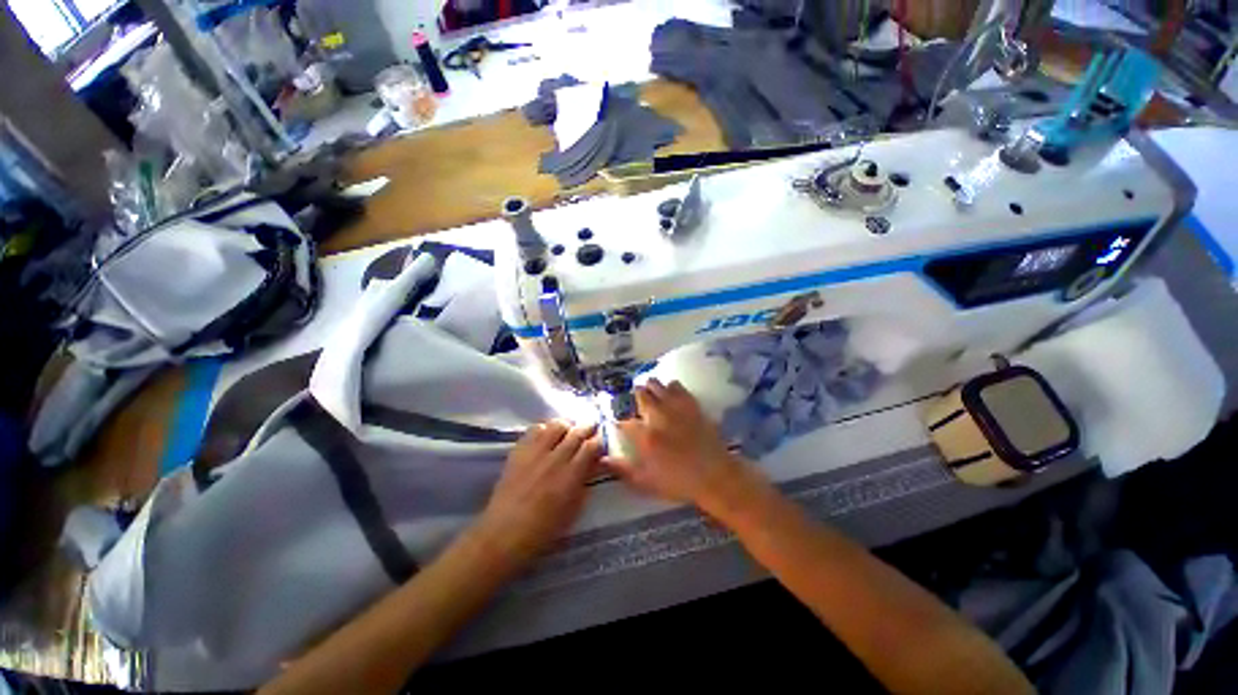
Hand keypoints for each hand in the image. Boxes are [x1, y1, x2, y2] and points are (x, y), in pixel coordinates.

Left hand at [471, 421, 601, 568]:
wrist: (504, 532)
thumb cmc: (543, 529)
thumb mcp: (573, 510)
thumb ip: (585, 483)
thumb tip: (595, 464)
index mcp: (571, 476)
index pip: (591, 446)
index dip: (599, 441)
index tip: (601, 441)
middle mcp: (555, 459)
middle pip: (576, 432)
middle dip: (587, 427)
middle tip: (591, 427)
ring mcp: (535, 453)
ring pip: (556, 425)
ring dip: (567, 425)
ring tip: (569, 430)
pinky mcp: (519, 451)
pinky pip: (534, 429)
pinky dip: (545, 428)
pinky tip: (547, 435)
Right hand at [603, 379, 763, 513]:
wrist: (715, 476)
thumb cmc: (679, 483)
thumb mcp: (647, 483)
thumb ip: (623, 470)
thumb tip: (604, 458)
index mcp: (646, 437)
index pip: (625, 422)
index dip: (619, 422)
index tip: (620, 425)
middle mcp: (658, 416)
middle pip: (640, 394)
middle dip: (635, 396)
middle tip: (636, 402)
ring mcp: (675, 408)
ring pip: (657, 385)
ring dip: (651, 387)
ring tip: (651, 393)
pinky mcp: (690, 404)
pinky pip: (677, 386)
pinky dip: (670, 387)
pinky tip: (670, 392)